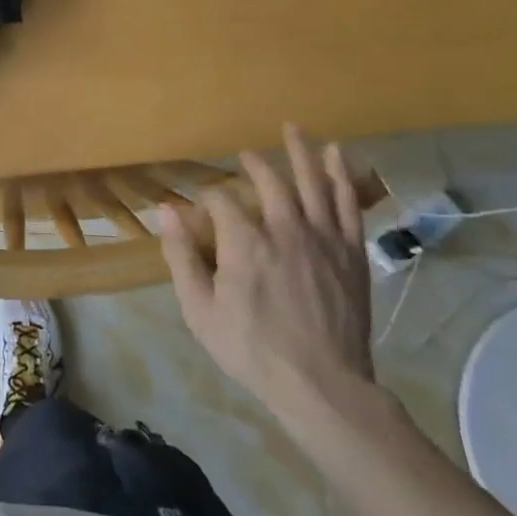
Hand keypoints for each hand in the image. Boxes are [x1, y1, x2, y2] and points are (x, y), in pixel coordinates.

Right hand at [157, 125, 375, 434]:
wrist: (323, 387)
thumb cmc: (253, 350)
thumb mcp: (200, 310)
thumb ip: (181, 256)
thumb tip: (167, 210)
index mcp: (245, 242)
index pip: (221, 201)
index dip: (207, 200)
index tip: (198, 211)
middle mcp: (285, 229)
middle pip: (270, 181)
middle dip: (254, 164)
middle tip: (246, 155)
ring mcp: (323, 239)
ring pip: (313, 183)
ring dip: (302, 153)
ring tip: (294, 128)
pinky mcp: (350, 253)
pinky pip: (347, 205)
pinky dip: (341, 177)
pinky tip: (337, 156)